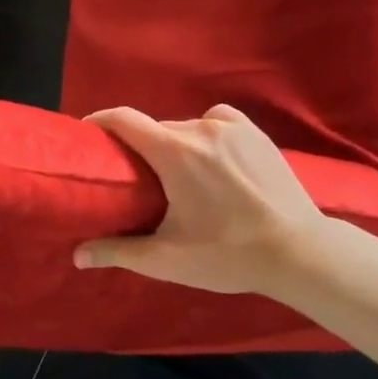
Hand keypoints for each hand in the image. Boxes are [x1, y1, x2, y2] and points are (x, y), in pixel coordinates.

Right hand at [74, 105, 327, 296]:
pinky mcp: (256, 134)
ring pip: (185, 127)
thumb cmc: (227, 254)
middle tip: (136, 178)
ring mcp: (232, 128)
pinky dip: (204, 133)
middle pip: (155, 129)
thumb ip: (118, 252)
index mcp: (174, 153)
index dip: (99, 122)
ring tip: (178, 176)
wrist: (299, 252)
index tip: (87, 135)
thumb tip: (78, 256)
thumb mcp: (167, 259)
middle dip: (140, 148)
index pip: (124, 119)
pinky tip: (211, 157)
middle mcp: (200, 129)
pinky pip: (216, 121)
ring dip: (173, 145)